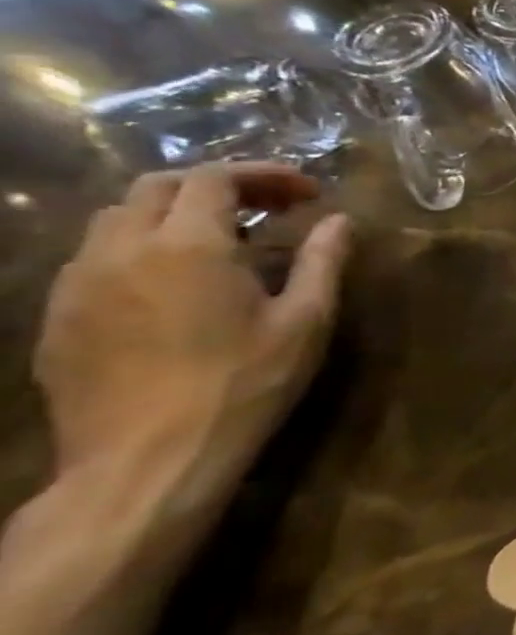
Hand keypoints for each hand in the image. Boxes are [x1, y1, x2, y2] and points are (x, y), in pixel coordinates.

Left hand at [32, 164, 351, 535]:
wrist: (147, 460)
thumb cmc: (244, 384)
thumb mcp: (306, 322)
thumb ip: (322, 261)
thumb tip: (339, 220)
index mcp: (188, 246)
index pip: (216, 178)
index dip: (264, 174)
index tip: (306, 193)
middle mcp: (121, 250)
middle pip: (157, 187)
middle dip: (216, 186)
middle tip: (267, 208)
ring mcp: (78, 284)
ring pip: (116, 219)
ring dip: (172, 214)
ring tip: (221, 241)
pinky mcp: (58, 317)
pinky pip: (94, 259)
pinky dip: (140, 249)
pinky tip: (174, 282)